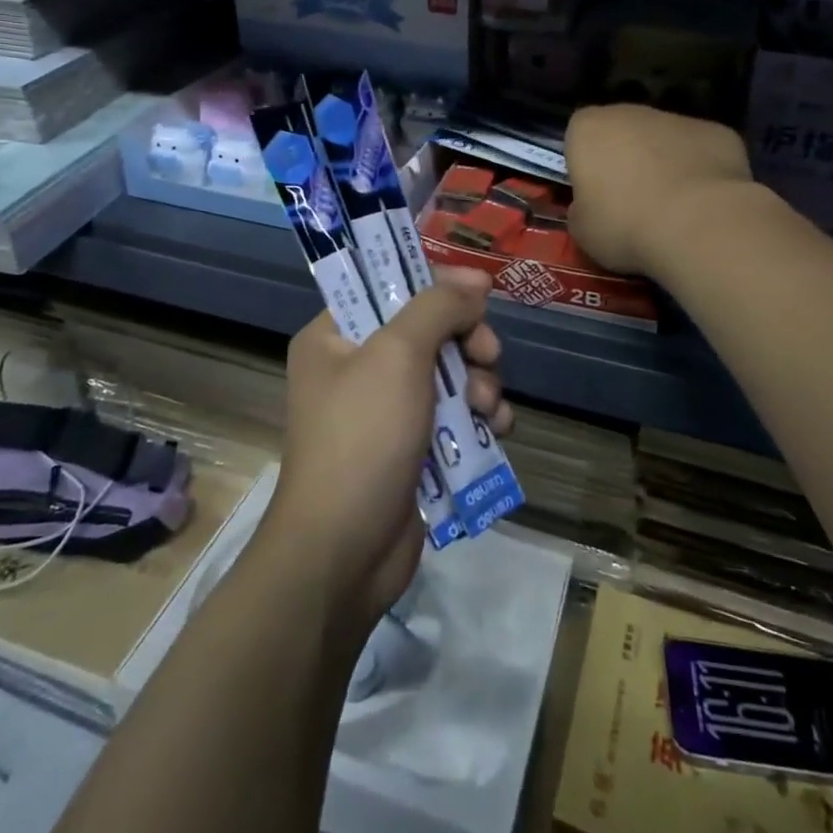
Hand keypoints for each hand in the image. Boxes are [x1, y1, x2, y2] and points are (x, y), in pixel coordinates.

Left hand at [268, 268, 512, 630]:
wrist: (344, 552)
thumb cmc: (363, 437)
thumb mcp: (398, 355)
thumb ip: (438, 307)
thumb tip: (475, 279)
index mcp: (335, 336)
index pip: (389, 286)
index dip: (436, 284)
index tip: (479, 292)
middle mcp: (357, 367)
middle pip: (429, 330)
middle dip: (467, 342)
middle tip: (486, 356)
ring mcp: (386, 411)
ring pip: (450, 373)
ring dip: (479, 383)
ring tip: (485, 408)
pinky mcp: (412, 448)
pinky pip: (455, 415)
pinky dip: (479, 417)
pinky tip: (496, 430)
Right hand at [565, 103, 755, 276]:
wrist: (698, 224)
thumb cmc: (625, 224)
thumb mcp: (582, 230)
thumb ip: (581, 210)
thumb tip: (590, 208)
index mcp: (588, 128)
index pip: (578, 136)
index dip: (585, 164)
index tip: (594, 194)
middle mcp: (631, 112)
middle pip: (622, 131)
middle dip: (626, 158)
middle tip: (632, 201)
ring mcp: (678, 118)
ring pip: (664, 139)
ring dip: (664, 163)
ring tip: (673, 207)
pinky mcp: (718, 132)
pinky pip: (701, 151)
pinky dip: (701, 170)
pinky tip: (705, 203)